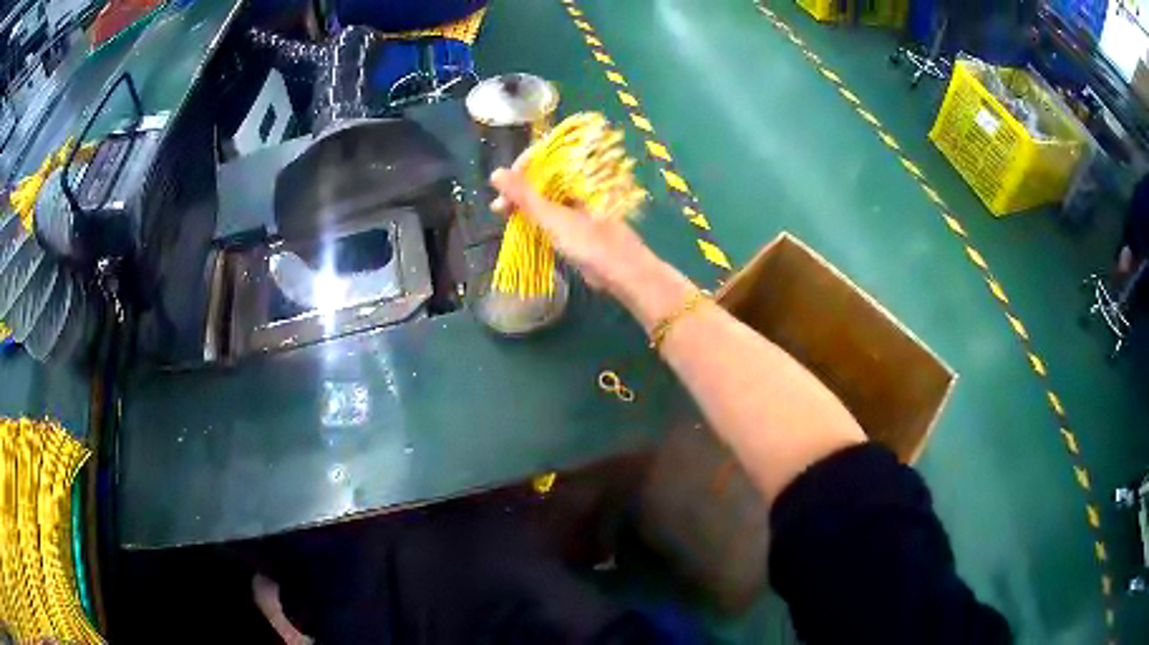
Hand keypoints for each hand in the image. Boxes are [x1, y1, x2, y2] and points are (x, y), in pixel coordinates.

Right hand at [489, 164, 650, 295]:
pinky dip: (535, 219)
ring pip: (545, 198)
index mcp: (578, 175)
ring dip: (524, 206)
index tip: (501, 186)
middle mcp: (579, 185)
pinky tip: (521, 227)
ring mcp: (579, 205)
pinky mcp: (578, 225)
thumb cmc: (591, 243)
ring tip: (504, 217)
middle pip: (542, 179)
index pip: (543, 159)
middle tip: (499, 208)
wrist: (624, 273)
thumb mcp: (552, 218)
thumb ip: (524, 196)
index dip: (519, 169)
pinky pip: (552, 215)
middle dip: (518, 191)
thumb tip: (495, 173)